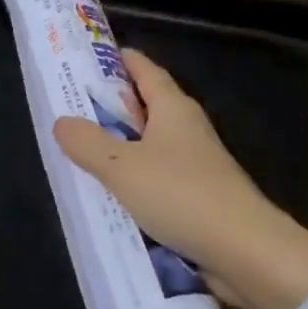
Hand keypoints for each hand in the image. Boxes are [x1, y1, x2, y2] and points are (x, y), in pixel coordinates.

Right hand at [53, 49, 307, 308]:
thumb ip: (88, 143)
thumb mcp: (122, 167)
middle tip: (73, 107)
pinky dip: (136, 179)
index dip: (119, 60)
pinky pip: (159, 178)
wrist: (245, 251)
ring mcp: (197, 163)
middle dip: (113, 105)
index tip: (90, 57)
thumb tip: (61, 121)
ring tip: (84, 152)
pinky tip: (113, 194)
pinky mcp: (200, 197)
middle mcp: (187, 128)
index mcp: (173, 107)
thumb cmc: (181, 194)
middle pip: (147, 105)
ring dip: (122, 146)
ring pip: (152, 145)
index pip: (144, 69)